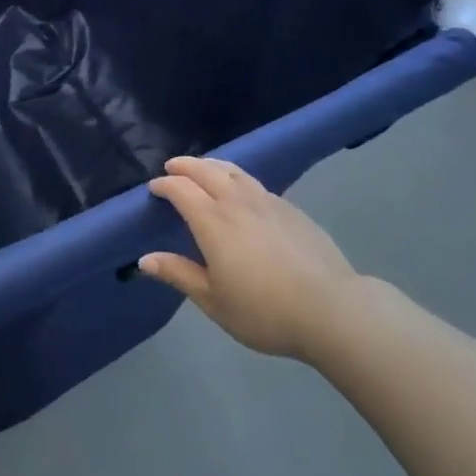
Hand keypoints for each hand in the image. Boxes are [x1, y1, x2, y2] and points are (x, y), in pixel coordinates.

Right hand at [142, 157, 360, 363]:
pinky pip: (255, 183)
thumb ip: (179, 274)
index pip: (181, 189)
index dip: (164, 185)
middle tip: (172, 167)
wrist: (330, 308)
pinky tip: (241, 192)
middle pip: (206, 170)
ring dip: (212, 165)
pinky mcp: (291, 209)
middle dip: (185, 166)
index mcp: (212, 221)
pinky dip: (238, 178)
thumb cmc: (264, 310)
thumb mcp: (213, 300)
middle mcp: (237, 201)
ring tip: (203, 169)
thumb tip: (145, 259)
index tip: (154, 188)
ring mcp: (267, 201)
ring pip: (233, 170)